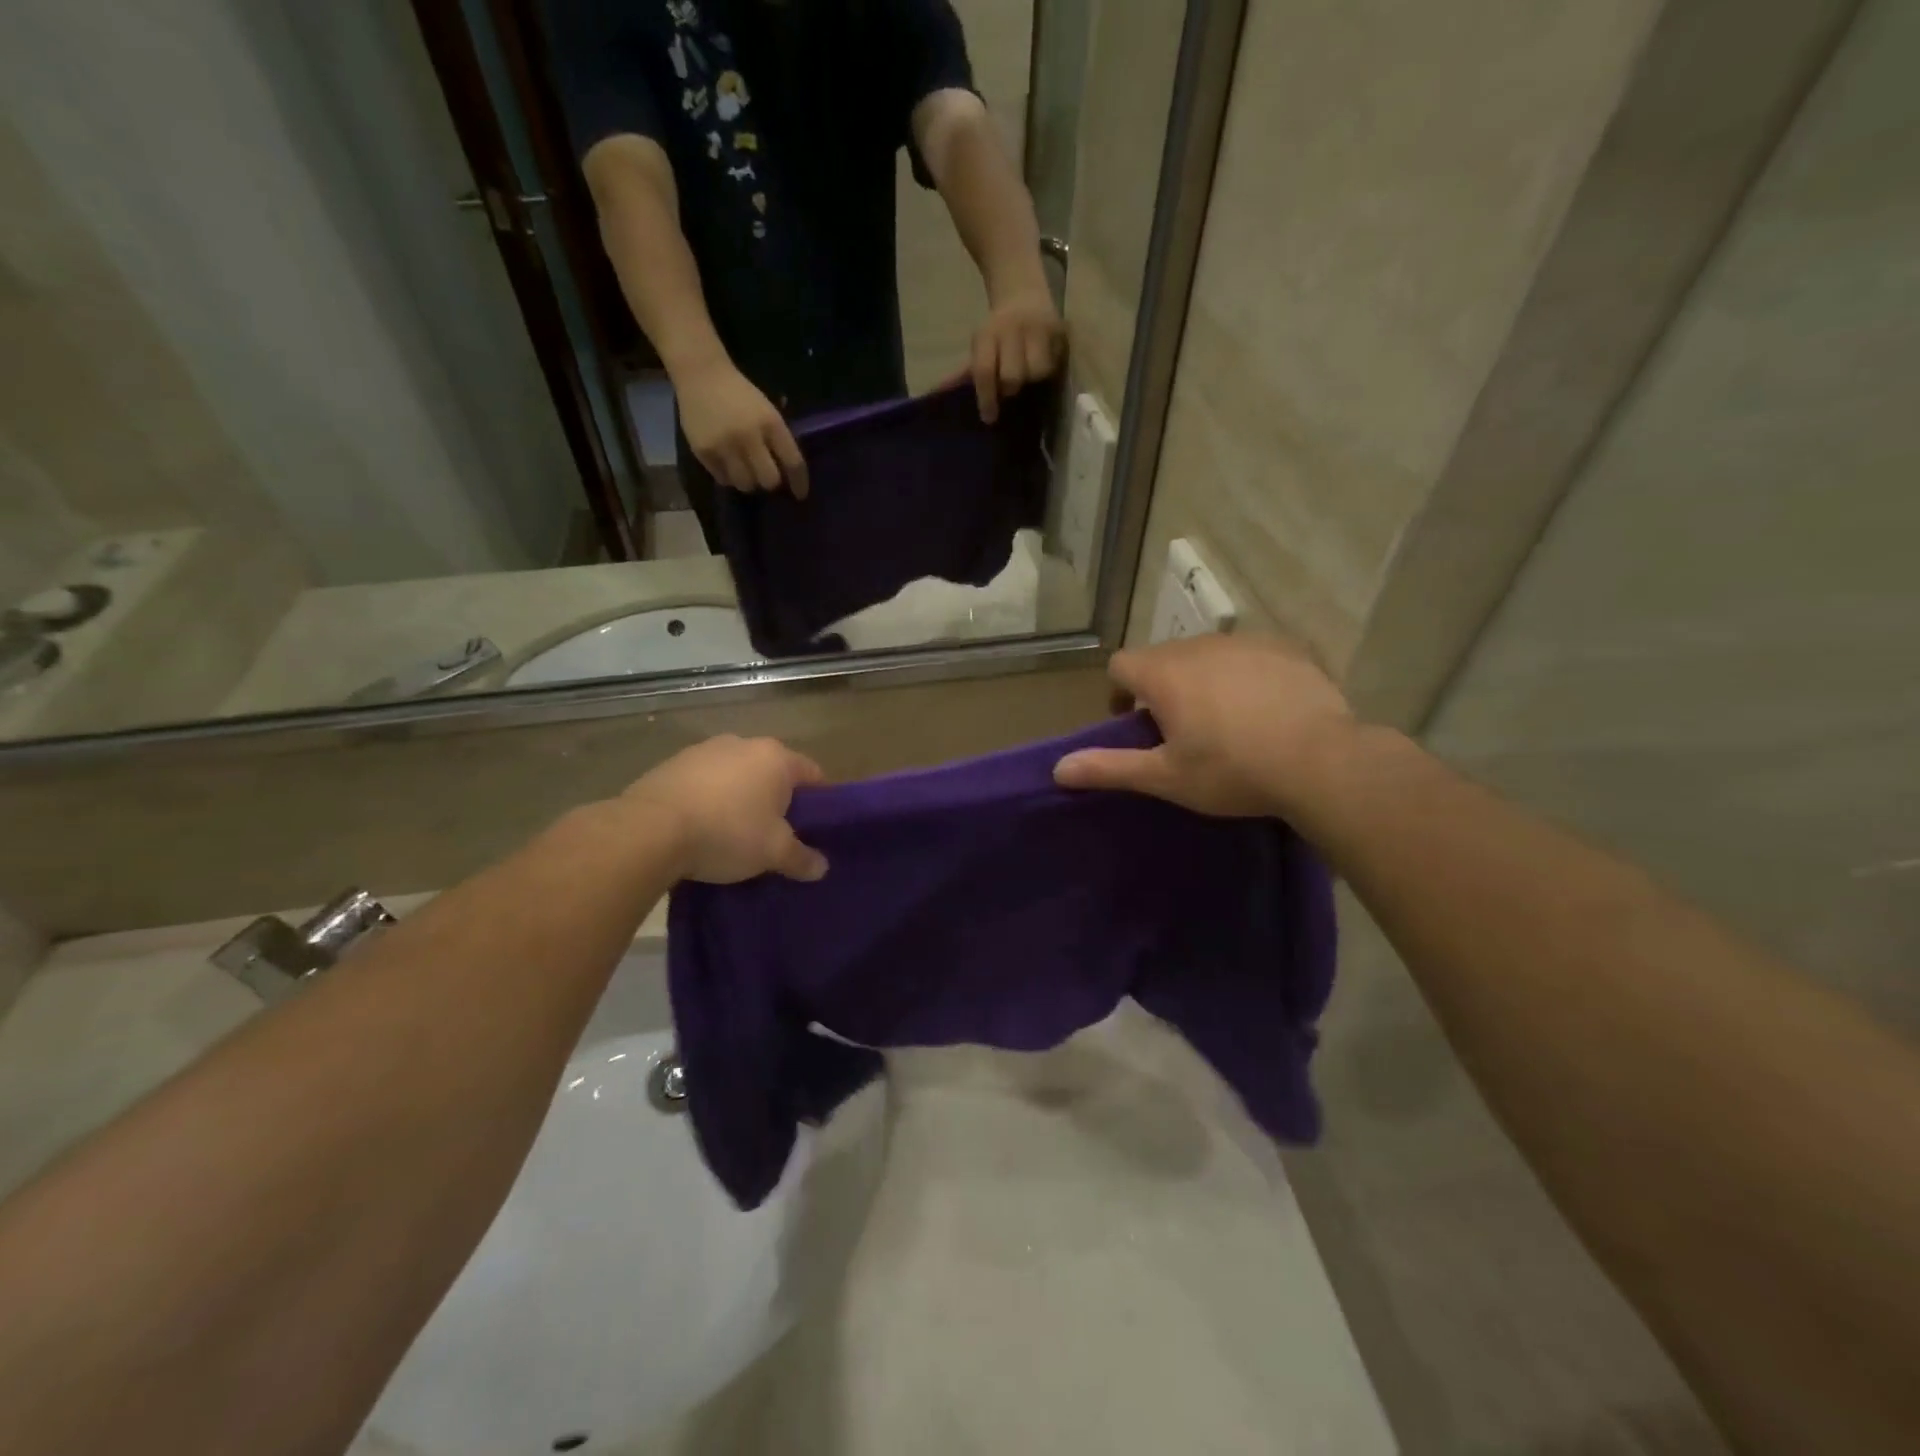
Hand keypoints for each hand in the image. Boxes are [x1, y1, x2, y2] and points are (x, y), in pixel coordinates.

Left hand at [620, 736, 827, 883]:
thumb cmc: (727, 832)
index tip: (815, 828)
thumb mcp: (773, 852)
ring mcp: (704, 750)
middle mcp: (743, 743)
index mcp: (776, 757)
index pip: (812, 774)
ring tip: (734, 834)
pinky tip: (701, 827)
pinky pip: (704, 782)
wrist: (649, 830)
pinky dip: (709, 799)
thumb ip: (801, 858)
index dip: (819, 802)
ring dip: (740, 798)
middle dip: (776, 800)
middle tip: (776, 834)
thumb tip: (821, 867)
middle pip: (772, 772)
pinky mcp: (672, 764)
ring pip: (736, 775)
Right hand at [675, 358, 809, 497]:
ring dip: (749, 481)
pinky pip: (723, 479)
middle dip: (771, 482)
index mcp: (770, 423)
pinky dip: (729, 476)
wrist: (701, 373)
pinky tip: (727, 463)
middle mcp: (749, 436)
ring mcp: (725, 445)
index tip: (800, 494)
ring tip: (745, 470)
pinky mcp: (704, 451)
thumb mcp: (768, 411)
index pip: (793, 462)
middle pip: (769, 480)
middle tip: (766, 476)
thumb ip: (778, 439)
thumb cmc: (740, 393)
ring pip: (746, 484)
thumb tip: (788, 474)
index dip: (799, 482)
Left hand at [970, 285, 1062, 422]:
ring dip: (1032, 380)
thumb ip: (963, 372)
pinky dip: (1048, 370)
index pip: (984, 371)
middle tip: (1010, 387)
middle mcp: (1013, 328)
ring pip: (1038, 372)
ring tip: (1028, 374)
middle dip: (1010, 387)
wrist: (1024, 292)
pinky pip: (1055, 364)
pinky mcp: (1059, 330)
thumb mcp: (980, 345)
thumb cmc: (997, 330)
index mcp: (988, 333)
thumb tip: (937, 393)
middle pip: (1012, 376)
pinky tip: (1043, 365)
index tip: (989, 418)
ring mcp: (1038, 327)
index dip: (986, 398)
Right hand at [1053, 635, 1356, 819]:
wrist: (1322, 761)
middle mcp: (1199, 646)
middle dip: (1161, 686)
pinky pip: (1249, 655)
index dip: (1119, 693)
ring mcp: (1246, 642)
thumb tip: (1057, 768)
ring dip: (1202, 678)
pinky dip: (1244, 675)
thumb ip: (1109, 768)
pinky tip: (1264, 709)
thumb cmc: (1232, 771)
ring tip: (1223, 720)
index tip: (1134, 724)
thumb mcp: (1165, 778)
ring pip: (1207, 654)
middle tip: (1179, 730)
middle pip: (1163, 657)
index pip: (1120, 665)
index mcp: (1164, 673)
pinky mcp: (1286, 648)